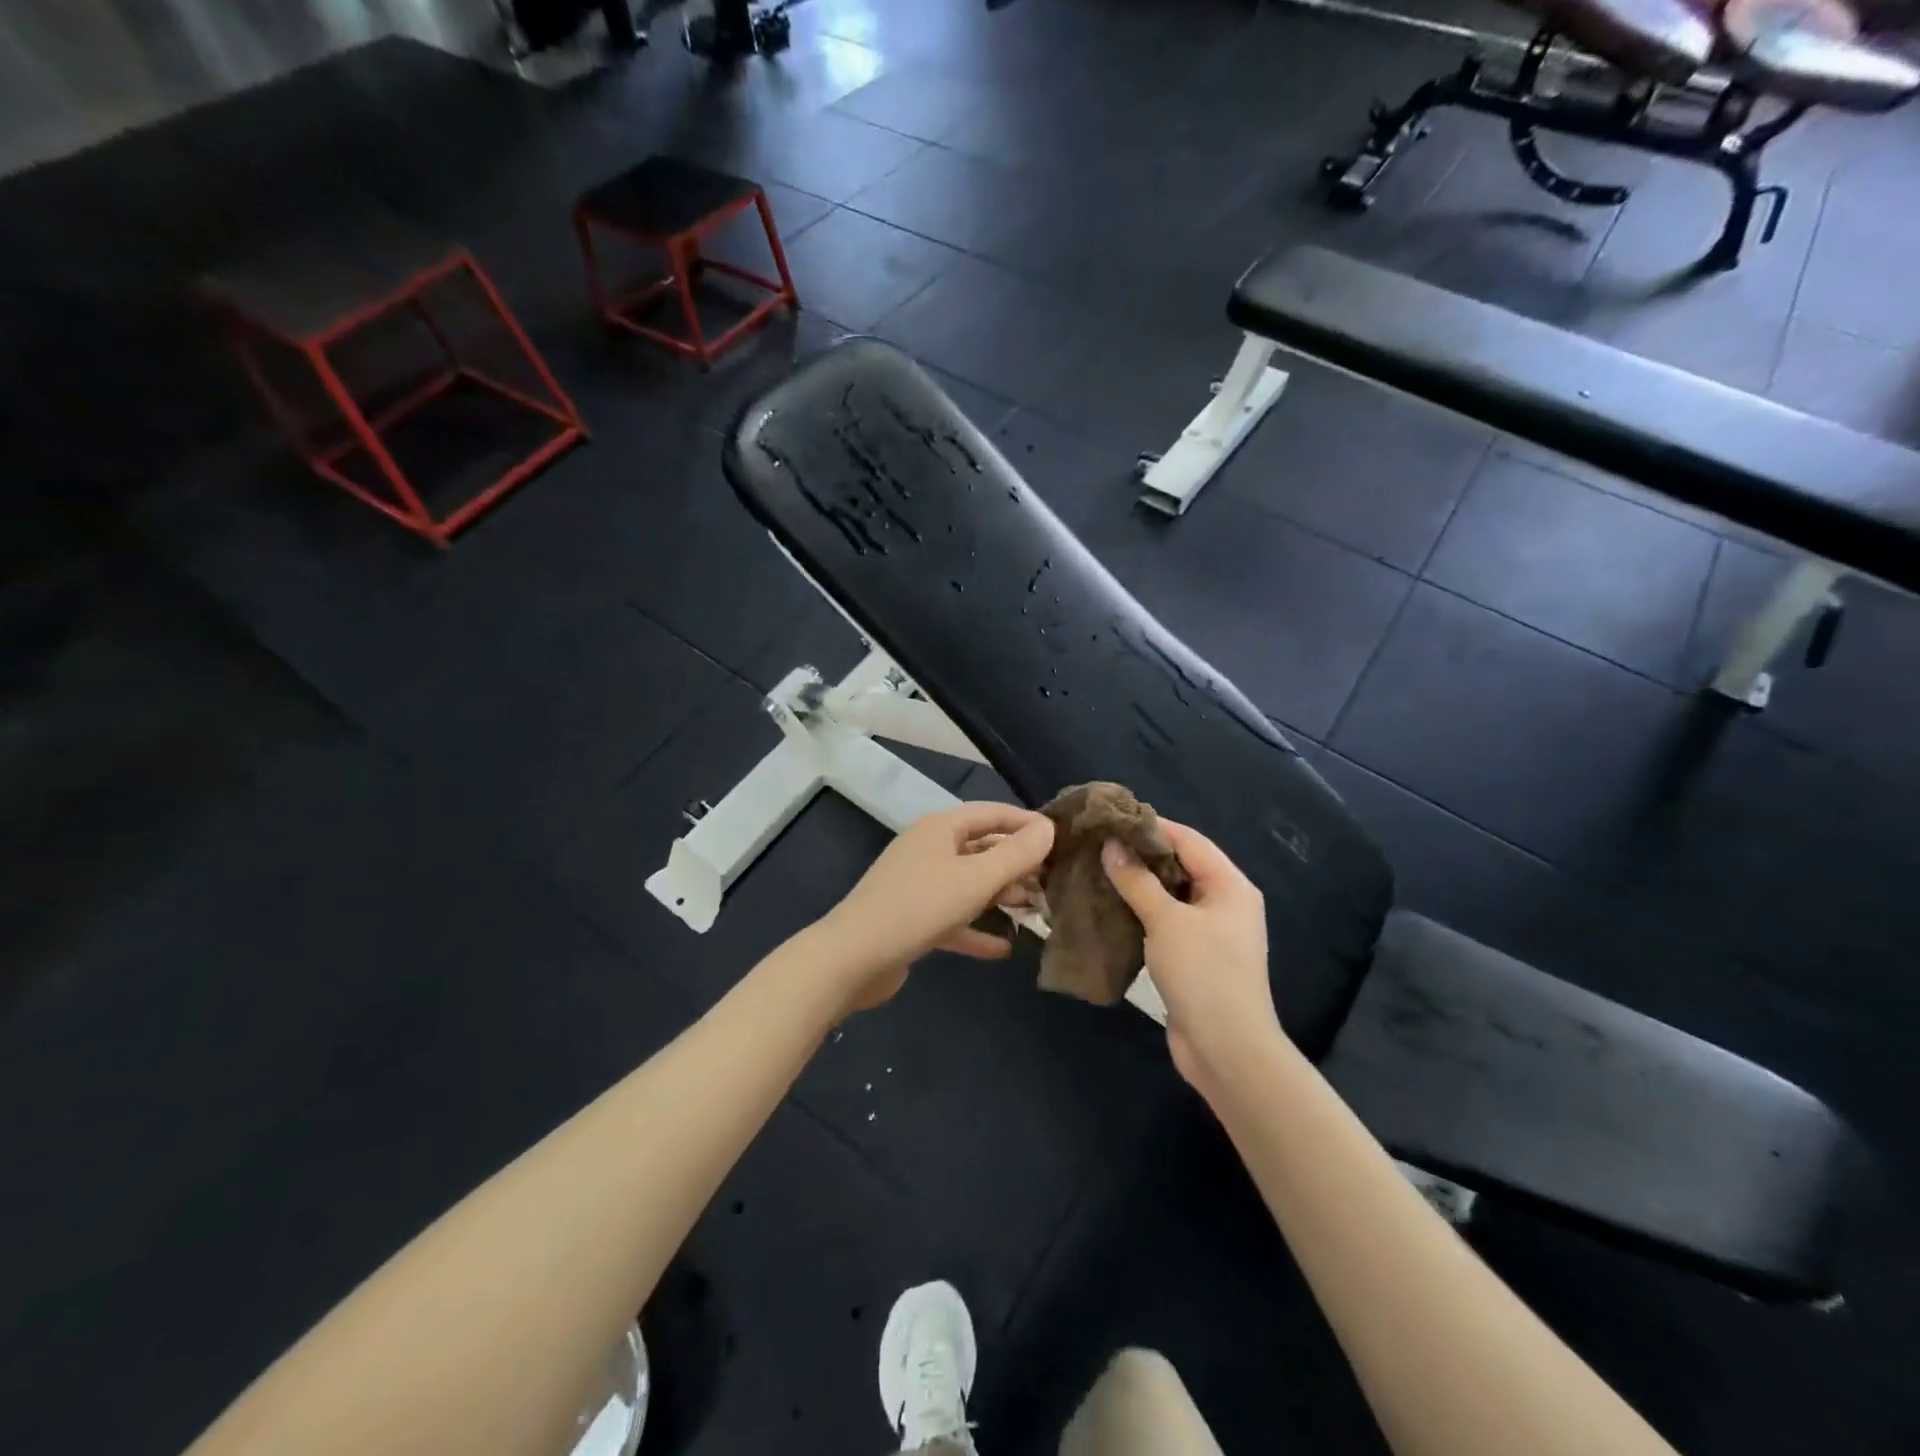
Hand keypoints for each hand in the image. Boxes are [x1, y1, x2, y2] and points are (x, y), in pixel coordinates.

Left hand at [818, 802, 1054, 1013]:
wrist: (854, 958)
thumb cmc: (920, 907)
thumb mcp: (976, 879)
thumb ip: (1016, 854)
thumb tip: (1048, 827)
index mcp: (941, 828)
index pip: (992, 813)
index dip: (1026, 822)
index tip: (1060, 838)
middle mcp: (929, 849)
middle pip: (981, 848)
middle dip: (1016, 863)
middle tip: (1053, 879)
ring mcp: (918, 885)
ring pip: (968, 884)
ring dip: (1000, 895)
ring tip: (1036, 910)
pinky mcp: (912, 919)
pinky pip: (953, 918)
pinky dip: (976, 929)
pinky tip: (1004, 948)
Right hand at [1101, 821, 1281, 1093]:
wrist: (1227, 1050)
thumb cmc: (1203, 974)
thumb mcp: (1167, 921)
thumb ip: (1137, 881)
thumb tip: (1111, 846)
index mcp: (1230, 886)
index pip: (1189, 841)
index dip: (1152, 827)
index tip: (1113, 818)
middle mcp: (1225, 903)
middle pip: (1180, 866)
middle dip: (1141, 855)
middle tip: (1098, 845)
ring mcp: (1211, 933)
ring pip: (1170, 896)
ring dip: (1138, 885)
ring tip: (1097, 872)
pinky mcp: (1195, 958)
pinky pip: (1166, 923)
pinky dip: (1141, 913)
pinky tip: (1110, 909)